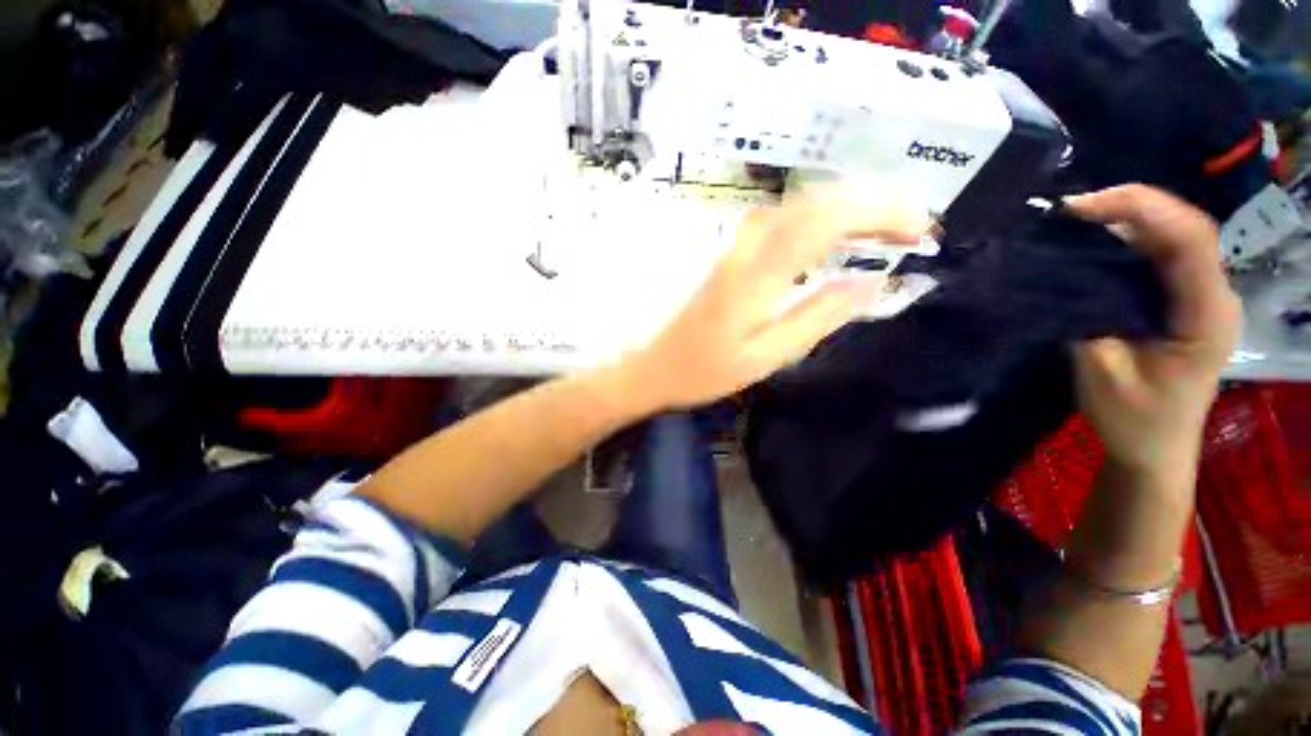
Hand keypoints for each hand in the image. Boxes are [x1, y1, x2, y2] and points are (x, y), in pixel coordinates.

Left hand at [618, 194, 928, 410]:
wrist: (654, 366)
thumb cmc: (704, 371)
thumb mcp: (765, 357)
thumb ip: (816, 318)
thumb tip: (870, 284)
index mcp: (755, 278)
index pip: (824, 223)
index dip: (878, 214)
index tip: (921, 229)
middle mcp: (744, 250)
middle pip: (812, 204)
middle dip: (871, 204)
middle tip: (915, 224)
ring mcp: (733, 249)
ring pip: (796, 206)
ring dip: (846, 206)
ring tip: (887, 224)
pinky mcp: (729, 256)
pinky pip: (781, 221)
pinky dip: (818, 217)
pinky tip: (835, 232)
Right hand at [1066, 185, 1241, 485]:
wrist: (1156, 450)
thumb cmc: (1134, 421)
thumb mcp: (1103, 372)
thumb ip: (1089, 318)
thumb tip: (1063, 274)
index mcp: (1207, 314)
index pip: (1189, 238)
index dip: (1139, 209)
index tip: (1078, 208)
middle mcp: (1214, 294)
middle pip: (1184, 228)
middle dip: (1129, 207)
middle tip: (1070, 210)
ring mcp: (1202, 296)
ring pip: (1173, 237)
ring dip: (1127, 221)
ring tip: (1077, 220)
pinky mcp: (1184, 301)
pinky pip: (1161, 256)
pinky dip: (1127, 241)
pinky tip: (1096, 243)